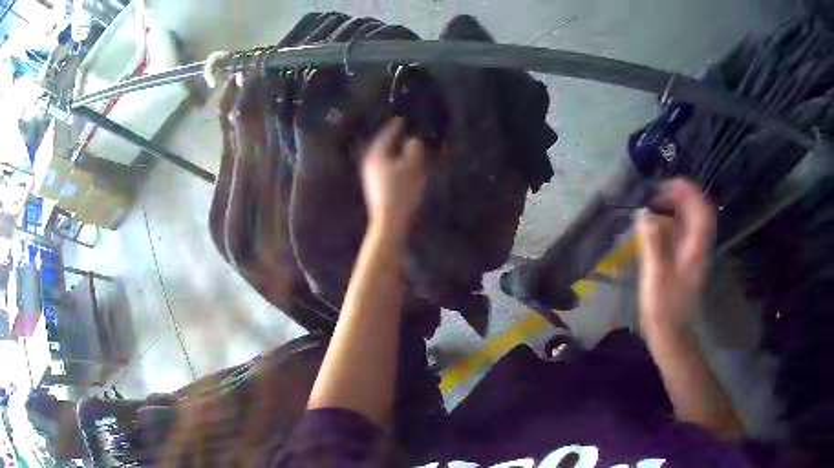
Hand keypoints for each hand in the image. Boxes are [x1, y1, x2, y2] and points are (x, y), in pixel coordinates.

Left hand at [361, 117, 426, 235]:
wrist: (389, 222)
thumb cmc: (401, 192)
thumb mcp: (411, 166)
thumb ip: (413, 148)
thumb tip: (412, 140)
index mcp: (377, 153)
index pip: (388, 132)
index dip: (397, 124)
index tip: (404, 117)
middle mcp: (370, 160)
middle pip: (384, 143)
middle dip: (395, 136)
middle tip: (407, 128)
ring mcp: (371, 174)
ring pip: (385, 155)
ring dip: (395, 149)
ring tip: (407, 143)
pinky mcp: (375, 185)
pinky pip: (386, 165)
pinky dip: (394, 160)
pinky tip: (402, 162)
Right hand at [637, 178, 715, 335]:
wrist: (672, 336)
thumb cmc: (665, 309)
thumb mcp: (656, 275)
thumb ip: (652, 241)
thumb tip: (643, 213)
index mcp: (696, 246)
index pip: (701, 206)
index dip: (686, 190)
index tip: (663, 186)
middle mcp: (699, 245)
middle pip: (696, 209)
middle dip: (677, 195)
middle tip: (653, 195)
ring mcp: (693, 253)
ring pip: (689, 220)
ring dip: (673, 208)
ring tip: (650, 206)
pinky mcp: (686, 261)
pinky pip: (682, 232)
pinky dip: (670, 223)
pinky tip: (654, 227)